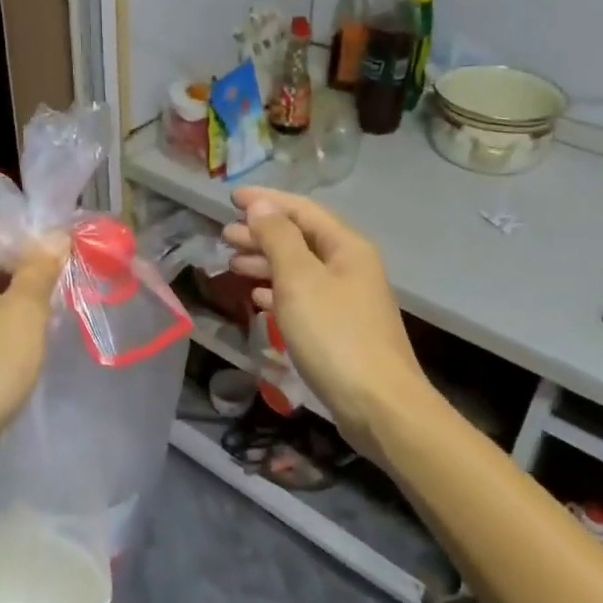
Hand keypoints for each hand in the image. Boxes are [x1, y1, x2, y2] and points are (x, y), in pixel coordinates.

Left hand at [0, 233, 67, 457]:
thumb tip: (55, 236)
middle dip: (27, 277)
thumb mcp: (25, 314)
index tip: (66, 271)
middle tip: (58, 303)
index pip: (3, 233)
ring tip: (41, 327)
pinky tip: (13, 348)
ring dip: (13, 303)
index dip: (38, 247)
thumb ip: (41, 269)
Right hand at [222, 189, 427, 454]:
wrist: (378, 403)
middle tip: (225, 235)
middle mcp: (350, 266)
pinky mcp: (341, 329)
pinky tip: (259, 297)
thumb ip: (278, 238)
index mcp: (346, 247)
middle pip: (301, 239)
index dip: (266, 202)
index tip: (230, 198)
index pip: (302, 210)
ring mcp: (347, 299)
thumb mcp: (299, 279)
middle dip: (262, 233)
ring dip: (266, 263)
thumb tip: (261, 205)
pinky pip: (304, 297)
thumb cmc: (334, 335)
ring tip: (233, 264)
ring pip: (300, 269)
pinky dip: (279, 292)